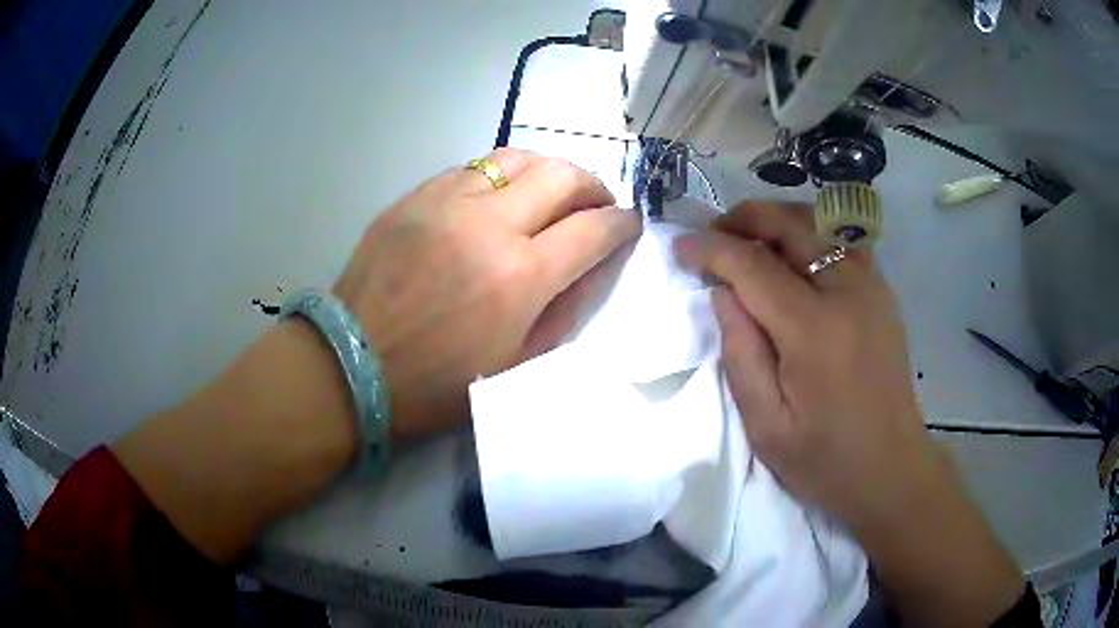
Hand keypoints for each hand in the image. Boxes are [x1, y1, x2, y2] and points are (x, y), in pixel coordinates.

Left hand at [334, 148, 640, 441]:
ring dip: (548, 171)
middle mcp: (488, 225)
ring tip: (551, 194)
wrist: (354, 366)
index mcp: (520, 277)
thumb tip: (594, 266)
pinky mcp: (414, 197)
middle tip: (596, 205)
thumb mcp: (518, 365)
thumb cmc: (437, 383)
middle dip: (594, 186)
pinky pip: (471, 168)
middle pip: (562, 175)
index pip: (593, 229)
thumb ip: (566, 310)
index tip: (629, 224)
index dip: (622, 224)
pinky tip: (497, 199)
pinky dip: (499, 178)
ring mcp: (446, 202)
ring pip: (516, 157)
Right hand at [674, 201, 1022, 626]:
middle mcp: (848, 291)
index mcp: (814, 330)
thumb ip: (740, 352)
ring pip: (818, 223)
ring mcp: (872, 286)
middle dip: (742, 219)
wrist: (891, 469)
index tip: (680, 247)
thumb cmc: (825, 460)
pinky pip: (840, 242)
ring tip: (748, 245)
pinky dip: (808, 236)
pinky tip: (793, 261)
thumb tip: (723, 292)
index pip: (753, 265)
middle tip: (712, 237)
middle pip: (789, 224)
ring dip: (776, 222)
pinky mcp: (882, 293)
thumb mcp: (766, 424)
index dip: (711, 248)